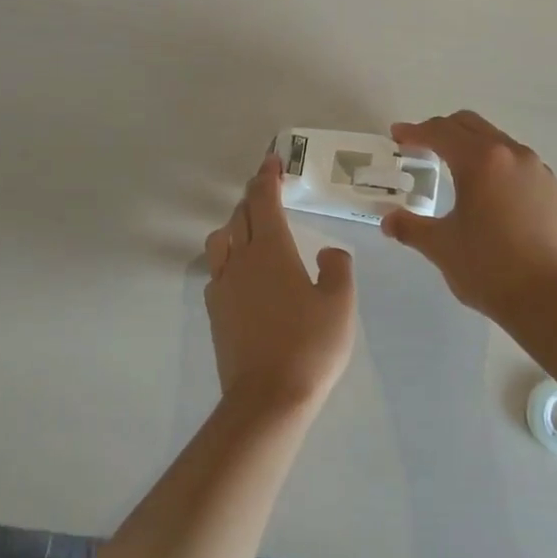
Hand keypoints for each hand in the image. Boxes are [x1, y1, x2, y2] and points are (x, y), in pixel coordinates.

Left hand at [205, 154, 356, 413]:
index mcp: (272, 250)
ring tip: (252, 228)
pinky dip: (228, 257)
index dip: (267, 177)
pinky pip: (217, 270)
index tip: (272, 160)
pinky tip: (243, 272)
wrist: (268, 397)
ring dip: (235, 224)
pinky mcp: (215, 310)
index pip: (264, 201)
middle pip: (239, 215)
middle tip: (267, 189)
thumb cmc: (310, 345)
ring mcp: (223, 285)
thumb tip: (329, 252)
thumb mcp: (340, 304)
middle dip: (253, 197)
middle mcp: (241, 259)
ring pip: (221, 240)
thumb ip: (337, 268)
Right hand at [382, 111, 556, 320]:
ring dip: (470, 144)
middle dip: (442, 130)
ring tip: (452, 167)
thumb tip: (389, 221)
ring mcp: (536, 170)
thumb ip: (410, 227)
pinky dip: (493, 163)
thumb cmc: (488, 267)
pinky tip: (486, 190)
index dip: (415, 132)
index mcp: (480, 161)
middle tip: (419, 146)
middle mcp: (511, 154)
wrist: (548, 297)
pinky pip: (516, 161)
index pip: (441, 132)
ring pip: (496, 140)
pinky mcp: (551, 189)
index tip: (397, 135)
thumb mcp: (440, 246)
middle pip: (470, 125)